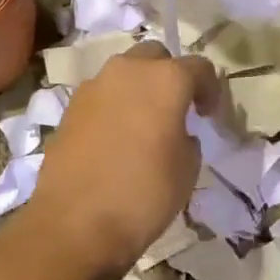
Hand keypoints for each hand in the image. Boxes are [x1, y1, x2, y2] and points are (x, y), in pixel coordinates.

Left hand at [24, 43, 218, 275]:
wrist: (74, 223)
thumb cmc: (143, 193)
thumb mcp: (187, 168)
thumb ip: (187, 136)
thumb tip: (174, 130)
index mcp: (165, 79)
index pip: (199, 66)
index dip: (210, 89)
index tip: (208, 115)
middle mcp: (127, 71)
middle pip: (155, 57)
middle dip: (169, 75)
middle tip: (176, 109)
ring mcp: (93, 86)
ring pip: (124, 73)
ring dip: (138, 89)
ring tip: (144, 124)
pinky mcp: (70, 108)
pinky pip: (101, 96)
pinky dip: (113, 107)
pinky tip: (116, 139)